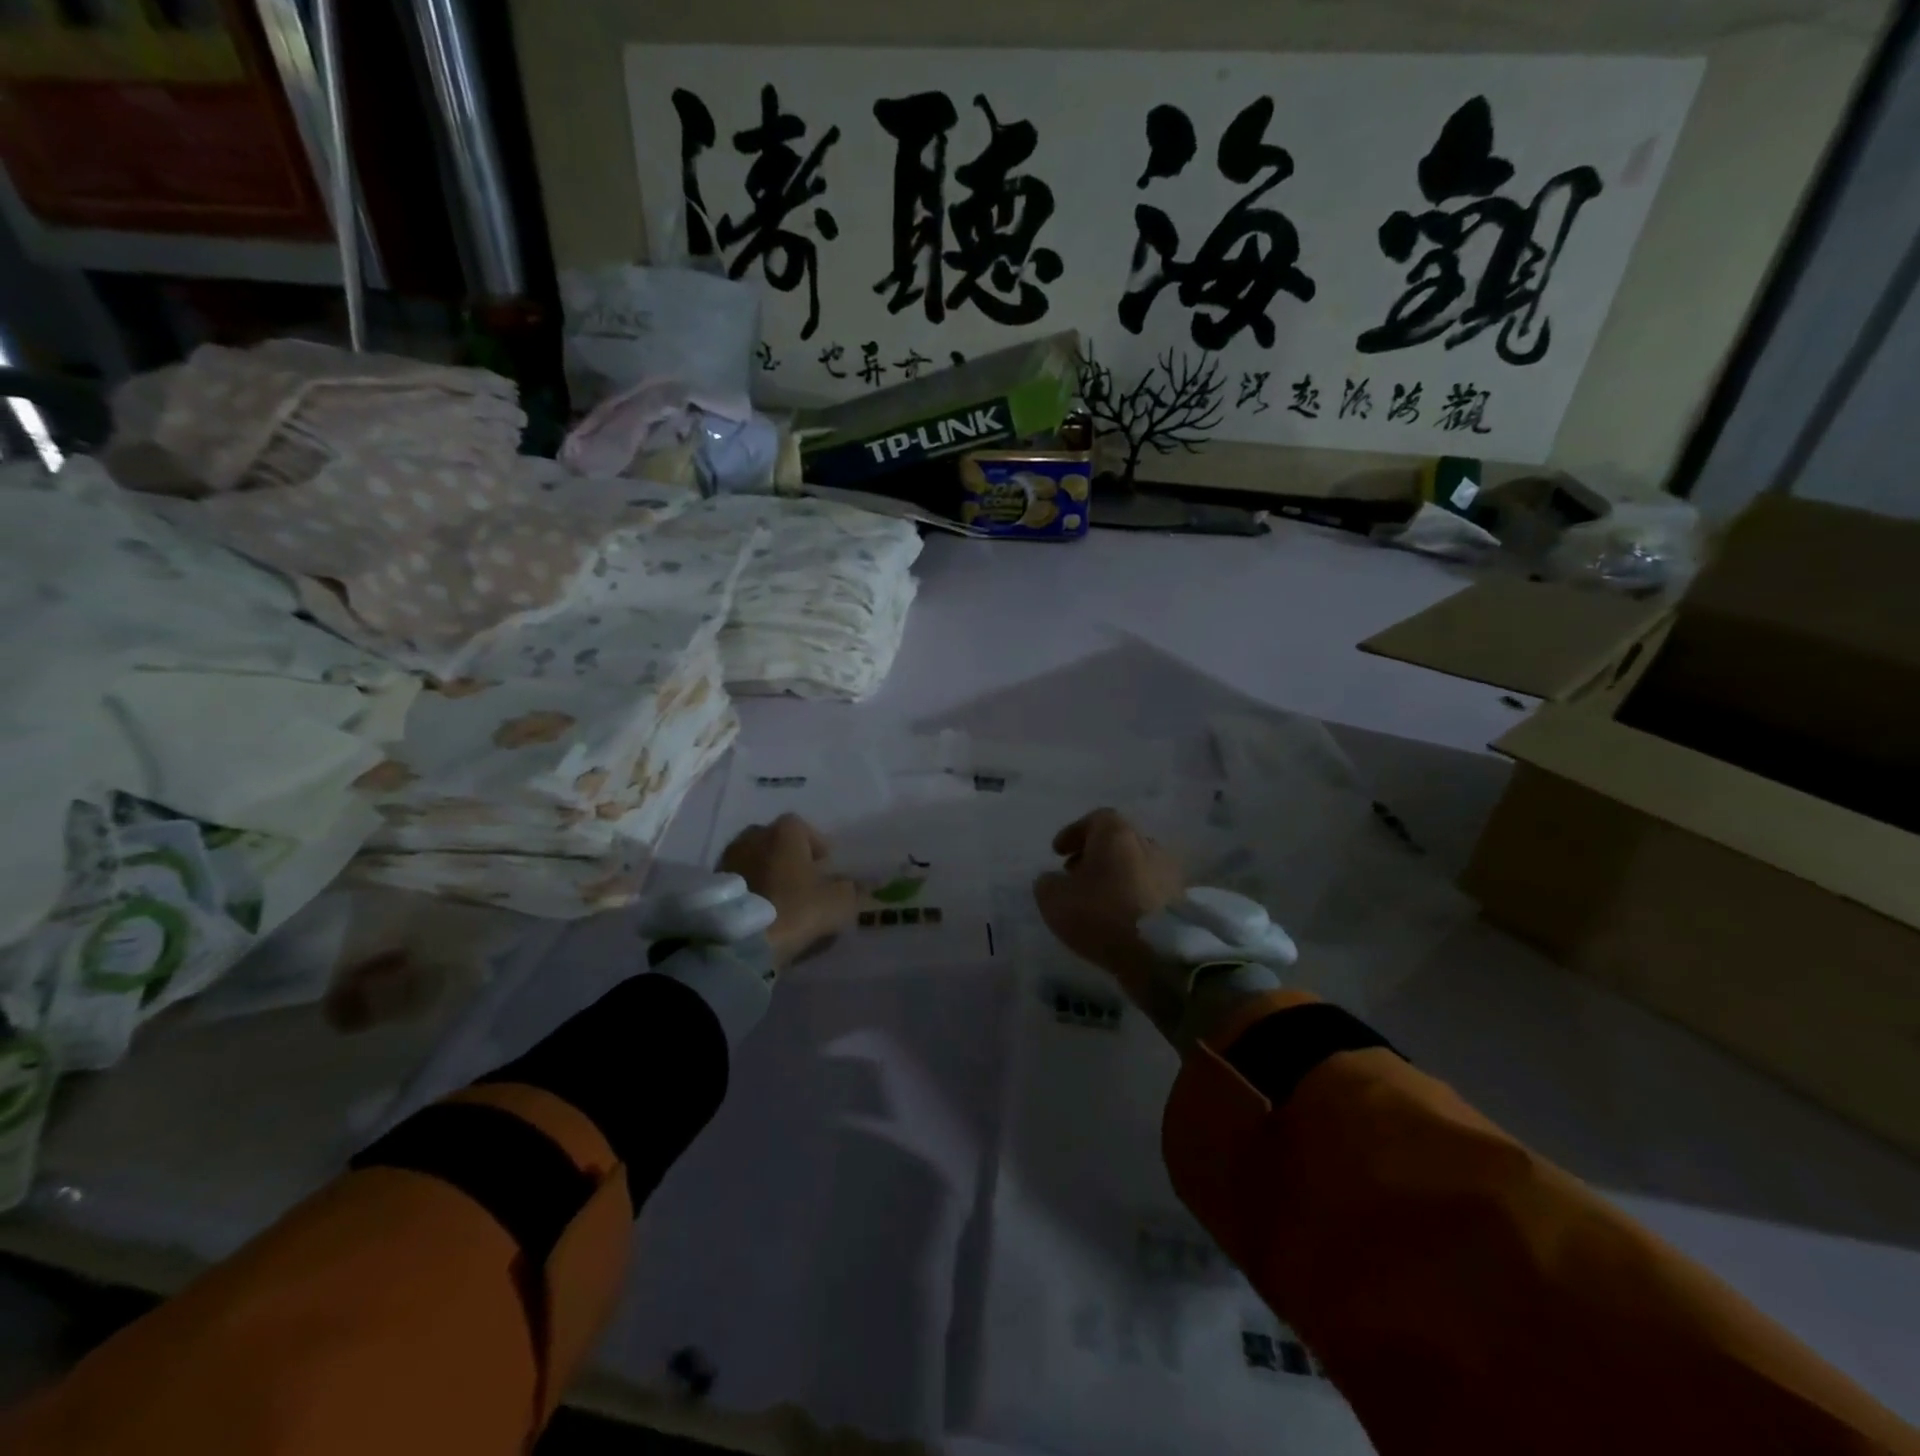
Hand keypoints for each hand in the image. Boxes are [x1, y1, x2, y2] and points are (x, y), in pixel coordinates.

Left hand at [718, 814, 859, 968]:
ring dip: (767, 872)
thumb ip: (852, 890)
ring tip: (779, 899)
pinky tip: (759, 910)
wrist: (739, 941)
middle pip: (777, 841)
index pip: (805, 828)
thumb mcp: (838, 902)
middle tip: (802, 882)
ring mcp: (729, 857)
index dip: (817, 847)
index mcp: (786, 831)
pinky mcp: (712, 883)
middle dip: (789, 856)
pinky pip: (739, 880)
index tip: (825, 869)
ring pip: (755, 859)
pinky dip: (750, 888)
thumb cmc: (795, 909)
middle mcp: (754, 835)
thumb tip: (859, 885)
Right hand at [1033, 809, 1185, 1025]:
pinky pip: (1148, 890)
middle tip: (1074, 876)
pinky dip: (1131, 897)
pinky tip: (1118, 917)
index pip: (1095, 819)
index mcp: (1117, 834)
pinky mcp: (1180, 901)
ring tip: (1095, 901)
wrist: (1161, 953)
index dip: (1074, 833)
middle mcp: (1147, 845)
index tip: (1058, 853)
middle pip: (1117, 842)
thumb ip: (1047, 884)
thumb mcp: (1055, 900)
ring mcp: (1169, 873)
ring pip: (1134, 866)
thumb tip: (1052, 880)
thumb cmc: (1102, 915)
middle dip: (1094, 856)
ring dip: (1114, 878)